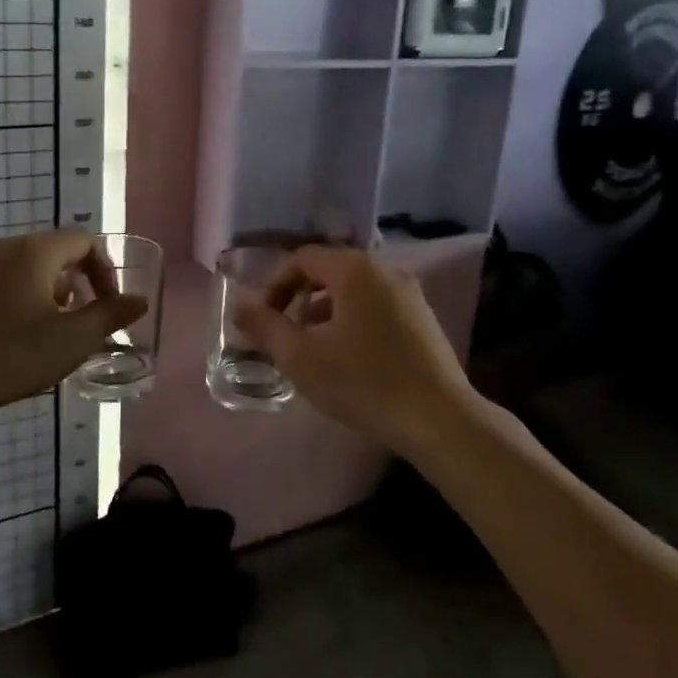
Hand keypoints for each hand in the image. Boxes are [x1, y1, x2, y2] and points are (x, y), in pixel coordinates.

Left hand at [0, 231, 147, 431]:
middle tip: (81, 320)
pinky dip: (20, 295)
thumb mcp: (73, 340)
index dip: (105, 269)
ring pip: (26, 265)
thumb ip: (111, 315)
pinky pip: (0, 279)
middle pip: (54, 250)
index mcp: (34, 251)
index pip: (83, 240)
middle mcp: (2, 246)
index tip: (108, 304)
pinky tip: (15, 335)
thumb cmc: (10, 358)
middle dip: (77, 281)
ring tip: (50, 330)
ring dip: (49, 290)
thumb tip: (138, 300)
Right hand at [233, 246, 478, 457]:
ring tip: (314, 349)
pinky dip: (353, 319)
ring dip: (325, 311)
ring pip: (353, 289)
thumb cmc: (363, 383)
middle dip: (299, 298)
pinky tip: (350, 357)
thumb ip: (265, 327)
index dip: (274, 285)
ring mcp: (409, 292)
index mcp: (354, 270)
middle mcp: (385, 269)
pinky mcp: (423, 317)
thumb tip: (239, 306)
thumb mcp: (301, 357)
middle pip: (329, 271)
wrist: (438, 418)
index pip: (302, 259)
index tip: (263, 319)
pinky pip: (376, 304)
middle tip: (285, 333)